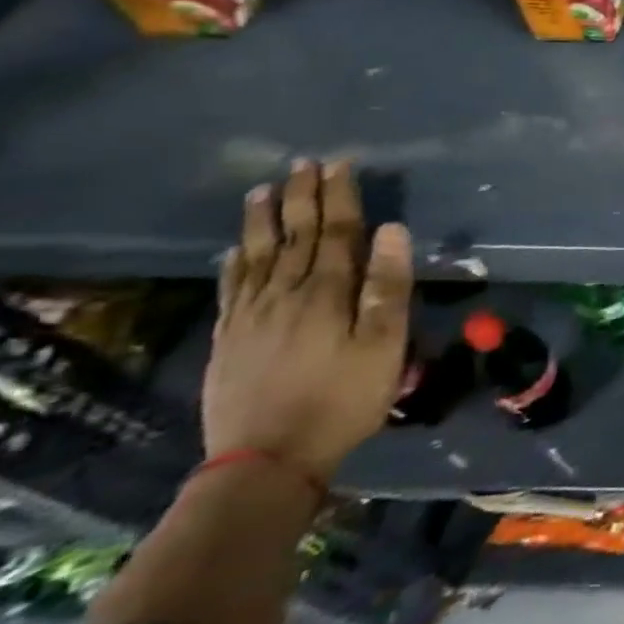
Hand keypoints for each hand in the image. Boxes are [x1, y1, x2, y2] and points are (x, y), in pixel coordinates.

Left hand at [204, 160, 411, 482]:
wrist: (266, 459)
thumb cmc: (343, 398)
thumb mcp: (384, 344)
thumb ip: (388, 286)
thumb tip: (393, 230)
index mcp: (328, 292)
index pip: (336, 231)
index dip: (339, 196)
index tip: (340, 164)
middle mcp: (286, 293)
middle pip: (295, 236)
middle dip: (301, 197)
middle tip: (302, 164)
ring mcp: (252, 316)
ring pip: (258, 255)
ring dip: (263, 220)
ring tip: (262, 190)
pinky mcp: (230, 339)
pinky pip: (231, 288)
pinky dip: (235, 262)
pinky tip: (235, 250)